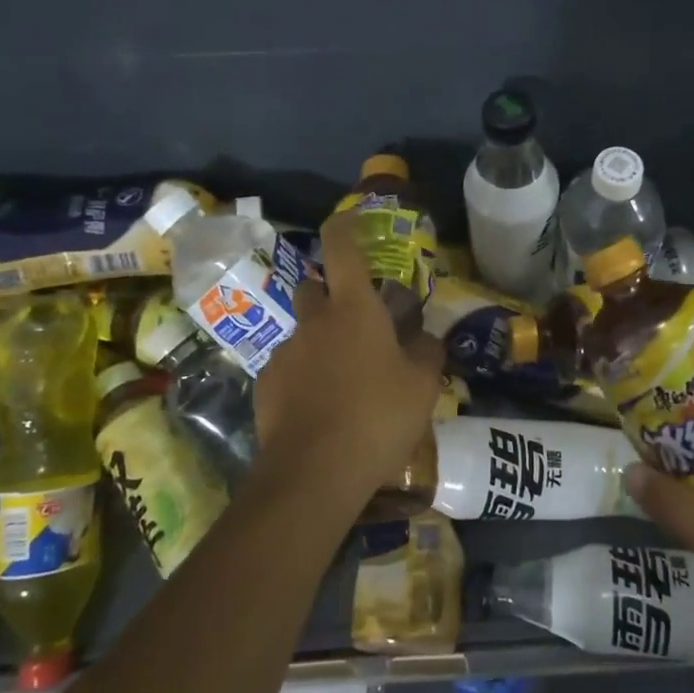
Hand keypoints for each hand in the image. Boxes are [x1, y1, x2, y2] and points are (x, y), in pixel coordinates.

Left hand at [251, 213, 443, 510]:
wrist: (314, 473)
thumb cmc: (377, 417)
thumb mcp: (422, 386)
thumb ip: (427, 353)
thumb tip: (427, 338)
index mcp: (354, 310)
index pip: (342, 249)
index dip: (344, 226)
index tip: (349, 218)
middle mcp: (314, 323)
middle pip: (314, 288)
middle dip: (330, 293)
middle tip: (357, 321)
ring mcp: (285, 354)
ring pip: (303, 334)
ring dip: (321, 343)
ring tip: (345, 381)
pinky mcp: (266, 387)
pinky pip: (289, 369)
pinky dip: (305, 378)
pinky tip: (322, 410)